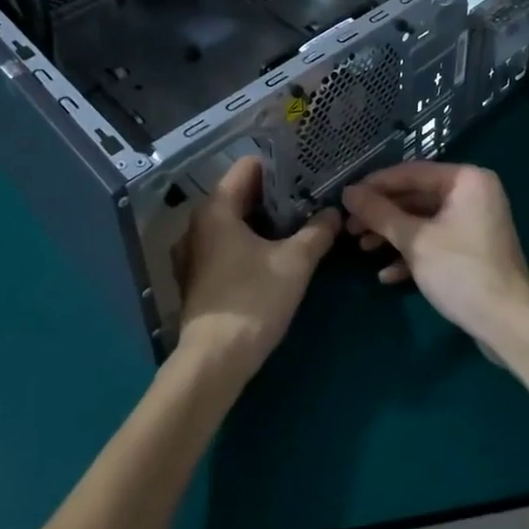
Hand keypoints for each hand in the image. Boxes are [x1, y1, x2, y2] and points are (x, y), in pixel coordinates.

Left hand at [176, 156, 338, 381]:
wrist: (214, 362)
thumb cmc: (253, 300)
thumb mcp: (295, 263)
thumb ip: (317, 232)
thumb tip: (334, 213)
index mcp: (216, 207)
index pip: (250, 166)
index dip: (281, 167)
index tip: (308, 177)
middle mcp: (198, 222)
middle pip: (242, 193)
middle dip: (277, 198)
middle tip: (311, 204)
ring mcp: (193, 252)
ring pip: (235, 222)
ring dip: (264, 224)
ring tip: (299, 230)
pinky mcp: (196, 278)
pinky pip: (226, 245)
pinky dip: (249, 244)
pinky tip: (275, 258)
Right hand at [342, 162, 528, 345]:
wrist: (508, 326)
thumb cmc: (461, 271)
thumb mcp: (415, 240)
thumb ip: (379, 213)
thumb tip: (348, 192)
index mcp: (466, 179)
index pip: (411, 172)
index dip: (375, 185)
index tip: (346, 198)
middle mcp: (473, 193)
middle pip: (416, 197)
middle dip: (382, 215)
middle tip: (350, 227)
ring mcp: (475, 222)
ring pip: (423, 221)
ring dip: (392, 235)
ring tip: (362, 249)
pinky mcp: (473, 250)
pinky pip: (436, 241)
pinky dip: (412, 254)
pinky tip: (387, 275)